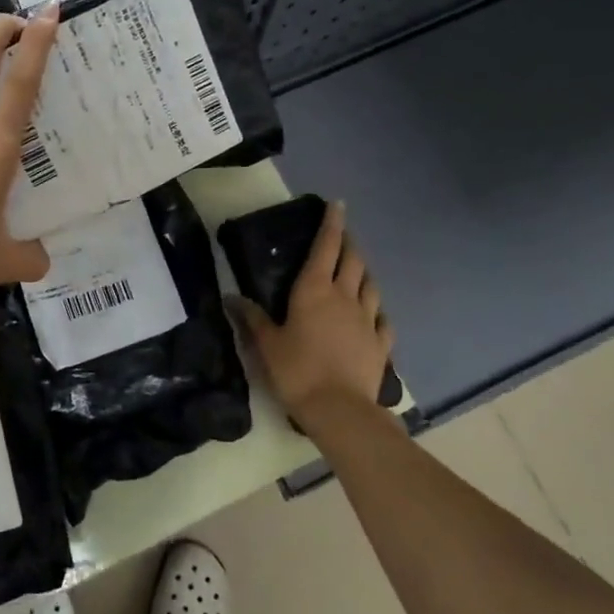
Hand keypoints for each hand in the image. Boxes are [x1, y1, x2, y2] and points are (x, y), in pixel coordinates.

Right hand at [230, 201, 393, 418]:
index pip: (326, 247)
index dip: (332, 223)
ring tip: (358, 270)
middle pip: (353, 261)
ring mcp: (367, 320)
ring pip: (371, 286)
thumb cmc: (296, 371)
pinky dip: (377, 310)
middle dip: (349, 243)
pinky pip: (383, 319)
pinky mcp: (381, 343)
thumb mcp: (266, 344)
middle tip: (343, 236)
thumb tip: (230, 297)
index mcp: (314, 290)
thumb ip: (252, 318)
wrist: (339, 409)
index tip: (337, 204)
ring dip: (364, 273)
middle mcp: (344, 297)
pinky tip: (374, 314)